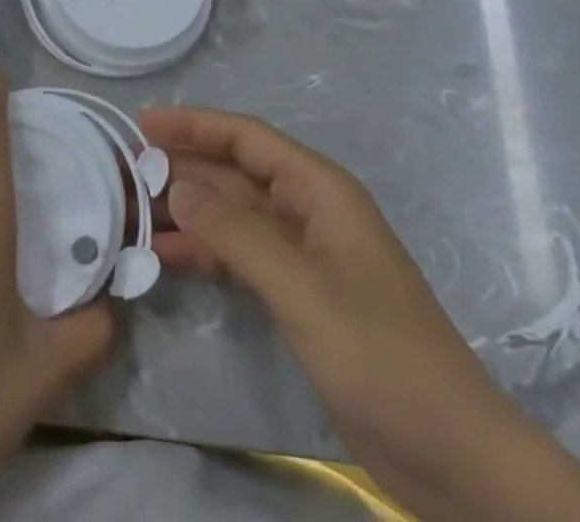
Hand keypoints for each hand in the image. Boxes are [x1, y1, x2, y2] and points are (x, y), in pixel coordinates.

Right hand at [142, 107, 579, 521]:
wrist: (454, 456)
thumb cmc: (381, 355)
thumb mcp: (302, 289)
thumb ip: (235, 234)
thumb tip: (176, 186)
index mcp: (320, 190)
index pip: (247, 137)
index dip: (195, 124)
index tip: (143, 123)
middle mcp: (310, 211)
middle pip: (236, 174)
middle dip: (185, 168)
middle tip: (125, 174)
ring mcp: (306, 255)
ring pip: (235, 216)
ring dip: (189, 213)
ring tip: (134, 215)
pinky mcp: (302, 296)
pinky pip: (242, 257)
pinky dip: (207, 253)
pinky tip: (169, 259)